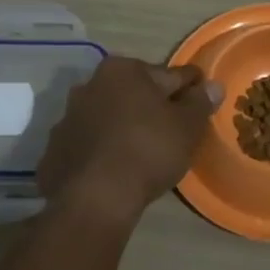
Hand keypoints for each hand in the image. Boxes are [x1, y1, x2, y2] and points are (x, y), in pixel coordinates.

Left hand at [38, 57, 221, 227]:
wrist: (94, 198)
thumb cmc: (147, 150)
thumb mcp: (187, 126)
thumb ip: (200, 102)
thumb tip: (213, 86)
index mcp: (122, 70)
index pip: (168, 74)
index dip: (189, 86)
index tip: (201, 95)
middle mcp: (90, 85)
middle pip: (133, 92)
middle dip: (152, 104)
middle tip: (174, 126)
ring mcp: (68, 118)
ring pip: (108, 117)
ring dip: (125, 126)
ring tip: (144, 150)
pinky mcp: (55, 150)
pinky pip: (89, 144)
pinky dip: (103, 150)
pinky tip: (117, 168)